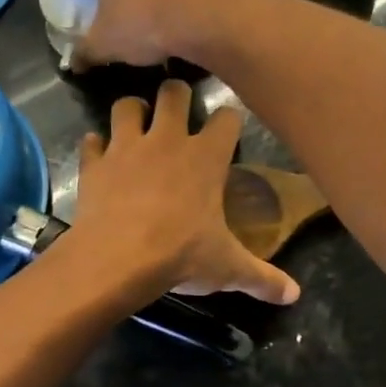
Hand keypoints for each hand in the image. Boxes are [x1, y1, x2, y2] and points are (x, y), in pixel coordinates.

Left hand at [67, 79, 299, 305]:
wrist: (116, 260)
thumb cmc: (180, 255)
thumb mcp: (227, 268)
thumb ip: (262, 278)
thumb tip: (294, 294)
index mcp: (206, 157)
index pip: (227, 118)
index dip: (229, 122)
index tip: (227, 133)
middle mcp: (166, 140)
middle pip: (174, 92)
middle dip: (176, 96)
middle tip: (177, 114)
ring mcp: (126, 148)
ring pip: (127, 105)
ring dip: (132, 111)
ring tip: (136, 127)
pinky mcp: (94, 164)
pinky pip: (91, 141)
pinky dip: (95, 147)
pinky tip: (100, 159)